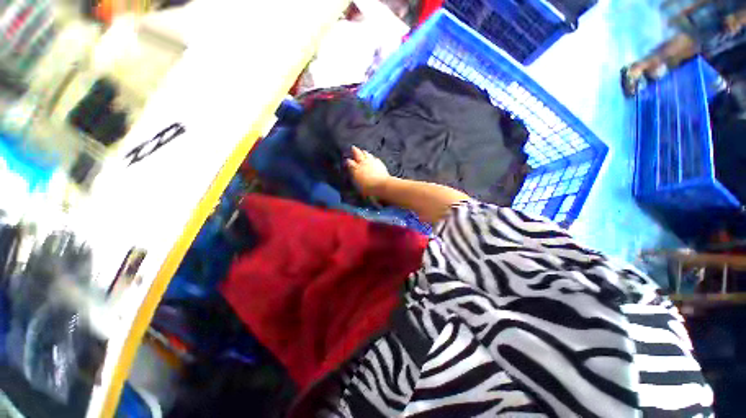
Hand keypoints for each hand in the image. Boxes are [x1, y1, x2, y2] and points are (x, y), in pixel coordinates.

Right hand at [346, 146, 390, 196]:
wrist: (382, 186)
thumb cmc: (367, 189)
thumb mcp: (356, 185)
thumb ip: (353, 178)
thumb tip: (350, 173)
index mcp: (355, 168)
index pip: (349, 162)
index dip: (348, 161)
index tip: (347, 161)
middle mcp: (363, 163)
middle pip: (358, 154)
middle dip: (355, 151)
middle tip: (353, 147)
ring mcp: (372, 162)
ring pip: (367, 154)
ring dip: (364, 153)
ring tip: (363, 151)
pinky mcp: (381, 164)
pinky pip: (376, 159)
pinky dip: (373, 158)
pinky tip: (374, 159)